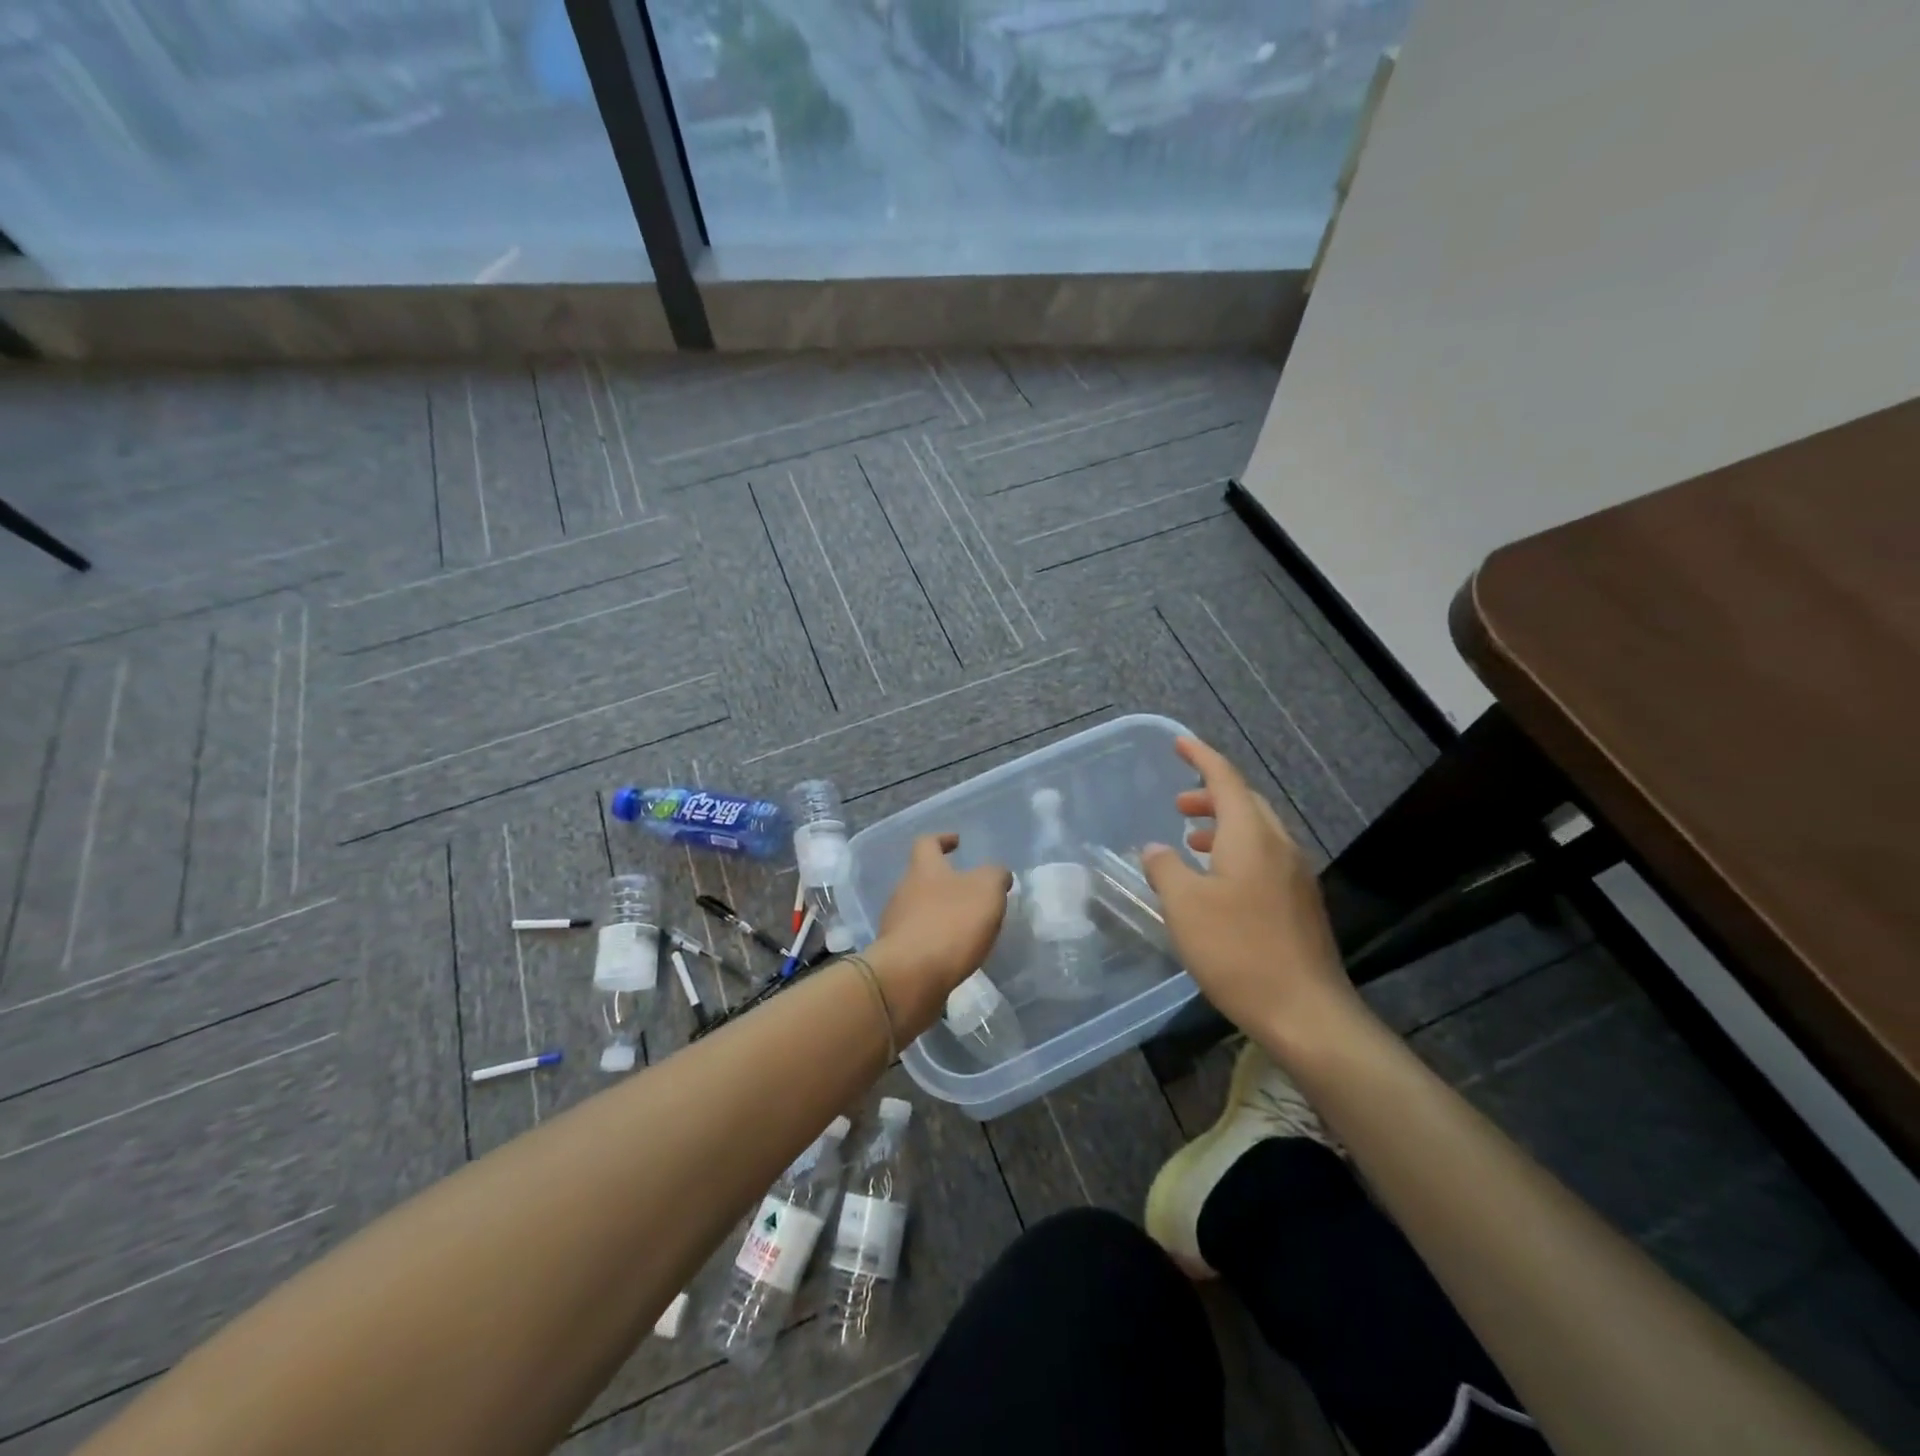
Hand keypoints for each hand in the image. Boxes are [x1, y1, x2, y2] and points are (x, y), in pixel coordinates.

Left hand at [870, 834, 1011, 1036]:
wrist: (910, 977)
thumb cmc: (950, 924)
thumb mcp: (986, 890)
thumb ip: (995, 876)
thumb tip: (998, 874)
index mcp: (924, 869)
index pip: (927, 843)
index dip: (942, 839)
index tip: (957, 842)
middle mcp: (903, 892)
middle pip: (922, 878)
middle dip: (945, 883)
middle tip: (972, 893)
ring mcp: (896, 924)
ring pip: (919, 911)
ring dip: (940, 915)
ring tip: (967, 927)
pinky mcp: (896, 955)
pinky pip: (918, 941)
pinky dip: (935, 942)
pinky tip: (953, 954)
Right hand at [1141, 738, 1364, 1054]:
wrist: (1305, 1012)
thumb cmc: (1237, 950)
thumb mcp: (1185, 906)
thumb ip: (1165, 868)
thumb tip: (1157, 848)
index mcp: (1252, 836)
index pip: (1225, 780)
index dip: (1201, 757)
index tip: (1179, 743)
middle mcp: (1279, 846)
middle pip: (1246, 802)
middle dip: (1211, 795)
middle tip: (1177, 804)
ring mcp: (1296, 876)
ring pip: (1257, 832)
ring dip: (1223, 826)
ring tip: (1191, 840)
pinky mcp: (1300, 903)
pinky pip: (1265, 858)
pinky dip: (1237, 852)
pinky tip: (1218, 882)